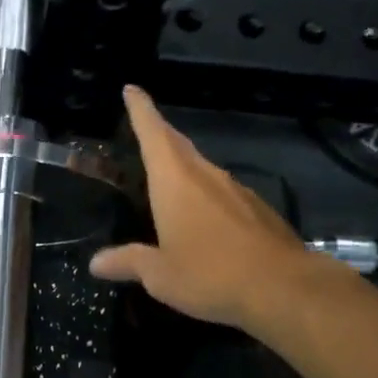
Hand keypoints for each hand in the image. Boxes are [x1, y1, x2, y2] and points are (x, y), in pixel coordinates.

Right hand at [89, 85, 356, 327]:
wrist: (282, 288)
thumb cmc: (209, 274)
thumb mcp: (159, 275)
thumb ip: (128, 263)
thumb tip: (95, 263)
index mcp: (175, 182)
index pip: (153, 134)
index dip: (141, 110)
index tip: (132, 89)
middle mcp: (206, 176)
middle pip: (179, 145)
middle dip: (160, 133)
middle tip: (146, 127)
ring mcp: (237, 191)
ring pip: (203, 169)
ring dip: (184, 167)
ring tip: (170, 178)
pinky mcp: (259, 210)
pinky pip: (224, 194)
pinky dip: (207, 197)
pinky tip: (205, 219)